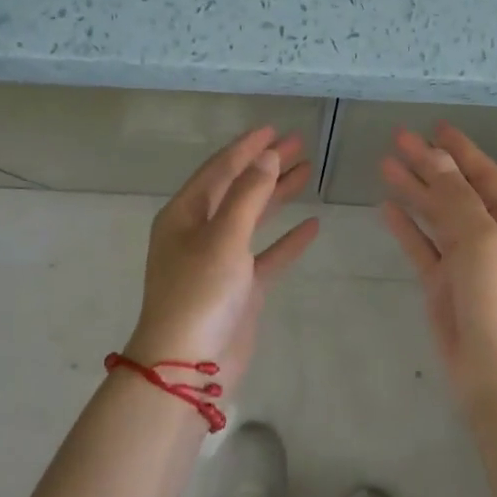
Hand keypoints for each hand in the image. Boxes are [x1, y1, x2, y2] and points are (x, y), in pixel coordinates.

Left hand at [128, 126, 319, 397]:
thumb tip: (267, 155)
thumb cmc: (199, 293)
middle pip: (238, 188)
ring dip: (278, 195)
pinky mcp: (240, 288)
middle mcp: (199, 232)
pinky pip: (266, 254)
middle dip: (266, 165)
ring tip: (308, 171)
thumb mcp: (223, 237)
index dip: (246, 148)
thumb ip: (248, 194)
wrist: (187, 368)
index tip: (274, 129)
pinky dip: (287, 240)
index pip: (219, 169)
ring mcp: (220, 260)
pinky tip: (312, 226)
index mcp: (184, 215)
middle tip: (299, 143)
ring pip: (254, 218)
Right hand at [380, 124, 496, 404]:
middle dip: (429, 165)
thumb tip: (436, 157)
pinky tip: (387, 207)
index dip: (461, 150)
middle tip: (397, 138)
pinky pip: (423, 246)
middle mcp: (494, 237)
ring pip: (436, 216)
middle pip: (457, 191)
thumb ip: (456, 197)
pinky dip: (406, 226)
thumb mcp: (482, 240)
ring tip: (384, 164)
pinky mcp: (444, 284)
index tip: (435, 127)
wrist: (496, 374)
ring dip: (414, 191)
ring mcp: (467, 261)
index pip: (486, 176)